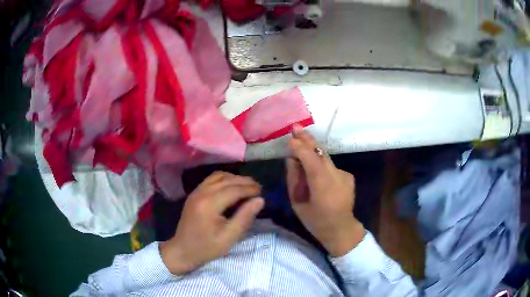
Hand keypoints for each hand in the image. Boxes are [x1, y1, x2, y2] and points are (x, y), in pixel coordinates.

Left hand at [160, 171, 263, 273]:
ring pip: (218, 176)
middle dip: (244, 181)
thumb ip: (245, 217)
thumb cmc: (207, 248)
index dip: (250, 189)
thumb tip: (260, 200)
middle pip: (226, 180)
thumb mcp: (229, 237)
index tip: (262, 192)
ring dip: (234, 178)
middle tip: (258, 188)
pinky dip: (224, 179)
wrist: (183, 251)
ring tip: (247, 186)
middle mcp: (201, 193)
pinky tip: (232, 186)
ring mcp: (196, 192)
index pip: (233, 190)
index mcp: (209, 205)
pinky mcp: (194, 194)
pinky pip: (211, 179)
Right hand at [286, 126, 363, 256]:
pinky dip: (321, 164)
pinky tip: (315, 170)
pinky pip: (330, 166)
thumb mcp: (298, 203)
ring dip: (313, 150)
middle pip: (321, 153)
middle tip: (296, 127)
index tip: (290, 139)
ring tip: (301, 138)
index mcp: (322, 187)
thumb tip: (291, 159)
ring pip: (325, 158)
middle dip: (307, 140)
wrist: (341, 229)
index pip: (311, 161)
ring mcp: (345, 175)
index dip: (300, 148)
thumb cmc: (315, 220)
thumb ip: (294, 179)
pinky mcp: (348, 176)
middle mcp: (337, 177)